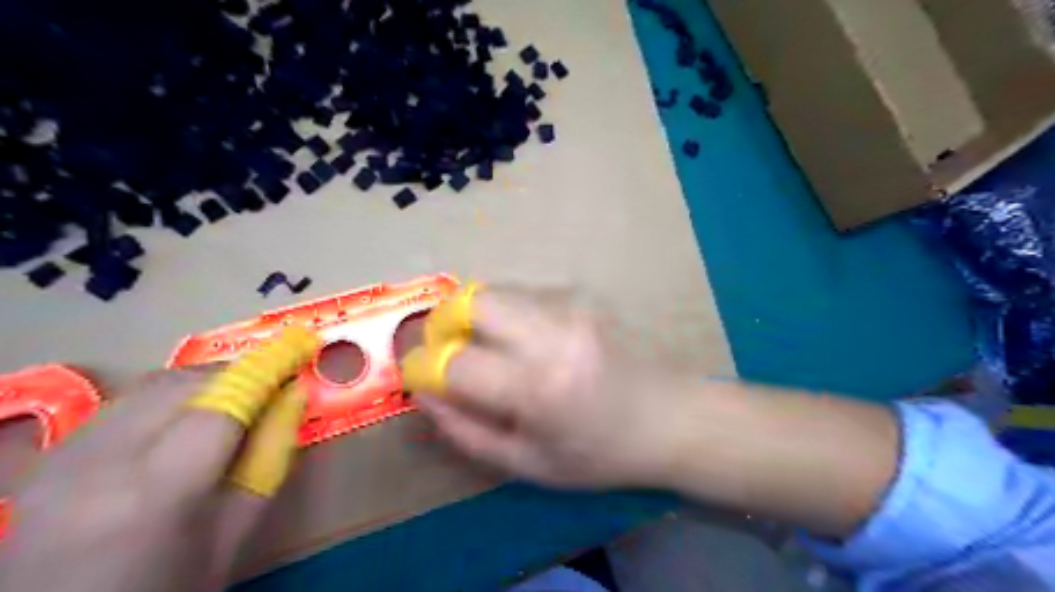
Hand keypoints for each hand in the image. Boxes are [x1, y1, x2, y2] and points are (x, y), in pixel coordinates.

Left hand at [0, 329, 315, 591]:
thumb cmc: (167, 588)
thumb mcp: (234, 533)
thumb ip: (270, 459)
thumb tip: (295, 397)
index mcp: (159, 493)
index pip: (222, 405)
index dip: (266, 369)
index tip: (301, 346)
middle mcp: (102, 464)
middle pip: (184, 385)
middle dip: (238, 373)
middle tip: (275, 382)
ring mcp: (65, 458)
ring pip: (151, 384)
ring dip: (205, 379)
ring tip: (237, 396)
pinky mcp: (51, 456)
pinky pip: (124, 401)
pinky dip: (169, 394)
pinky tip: (186, 416)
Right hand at [405, 286, 692, 488]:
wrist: (670, 417)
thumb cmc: (599, 453)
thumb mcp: (527, 463)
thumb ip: (465, 431)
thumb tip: (424, 393)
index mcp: (537, 387)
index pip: (454, 362)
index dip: (421, 367)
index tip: (416, 374)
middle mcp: (552, 334)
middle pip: (471, 302)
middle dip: (444, 323)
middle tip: (446, 348)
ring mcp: (571, 306)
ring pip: (497, 291)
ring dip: (476, 317)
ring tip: (488, 347)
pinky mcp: (583, 296)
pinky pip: (525, 294)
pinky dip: (508, 313)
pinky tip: (527, 340)